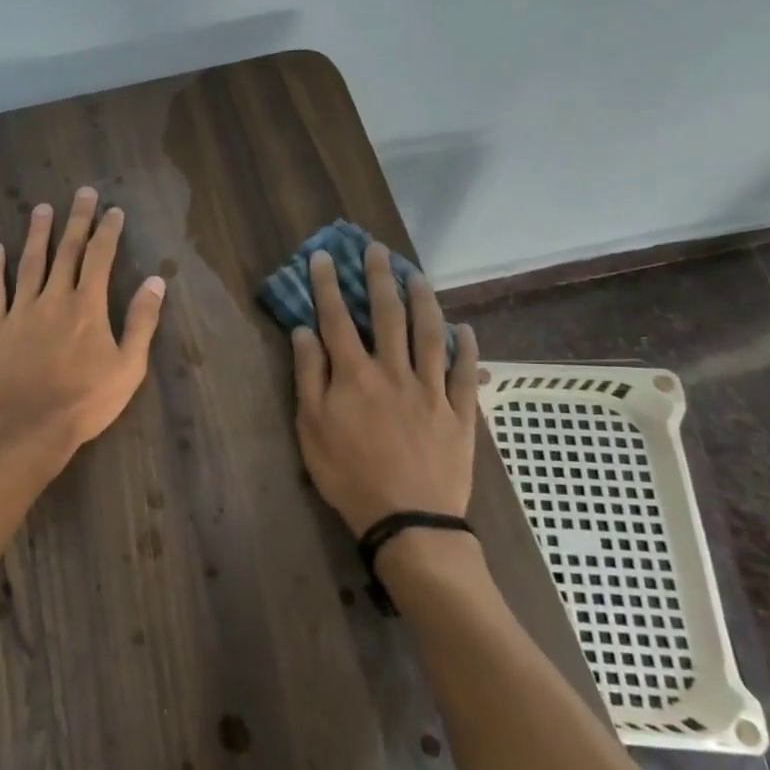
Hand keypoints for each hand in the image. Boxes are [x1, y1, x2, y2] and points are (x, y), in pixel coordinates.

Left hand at [0, 187, 166, 457]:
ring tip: (41, 208)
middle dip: (77, 220)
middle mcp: (54, 298)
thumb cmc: (85, 401)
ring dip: (37, 233)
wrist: (29, 428)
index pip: (100, 258)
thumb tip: (156, 282)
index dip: (108, 231)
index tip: (113, 210)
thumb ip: (142, 322)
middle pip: (67, 251)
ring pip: (30, 262)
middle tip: (82, 193)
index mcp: (88, 307)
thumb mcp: (129, 367)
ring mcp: (21, 311)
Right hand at [291, 246, 479, 537]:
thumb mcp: (311, 428)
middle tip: (377, 249)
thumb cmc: (349, 475)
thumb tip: (304, 331)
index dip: (328, 285)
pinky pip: (463, 372)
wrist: (408, 519)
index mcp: (354, 375)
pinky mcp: (459, 412)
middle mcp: (394, 371)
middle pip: (387, 315)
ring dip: (423, 300)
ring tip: (418, 274)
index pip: (337, 319)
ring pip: (429, 334)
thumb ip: (309, 376)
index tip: (323, 256)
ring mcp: (431, 390)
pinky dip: (465, 347)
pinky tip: (464, 328)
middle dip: (379, 278)